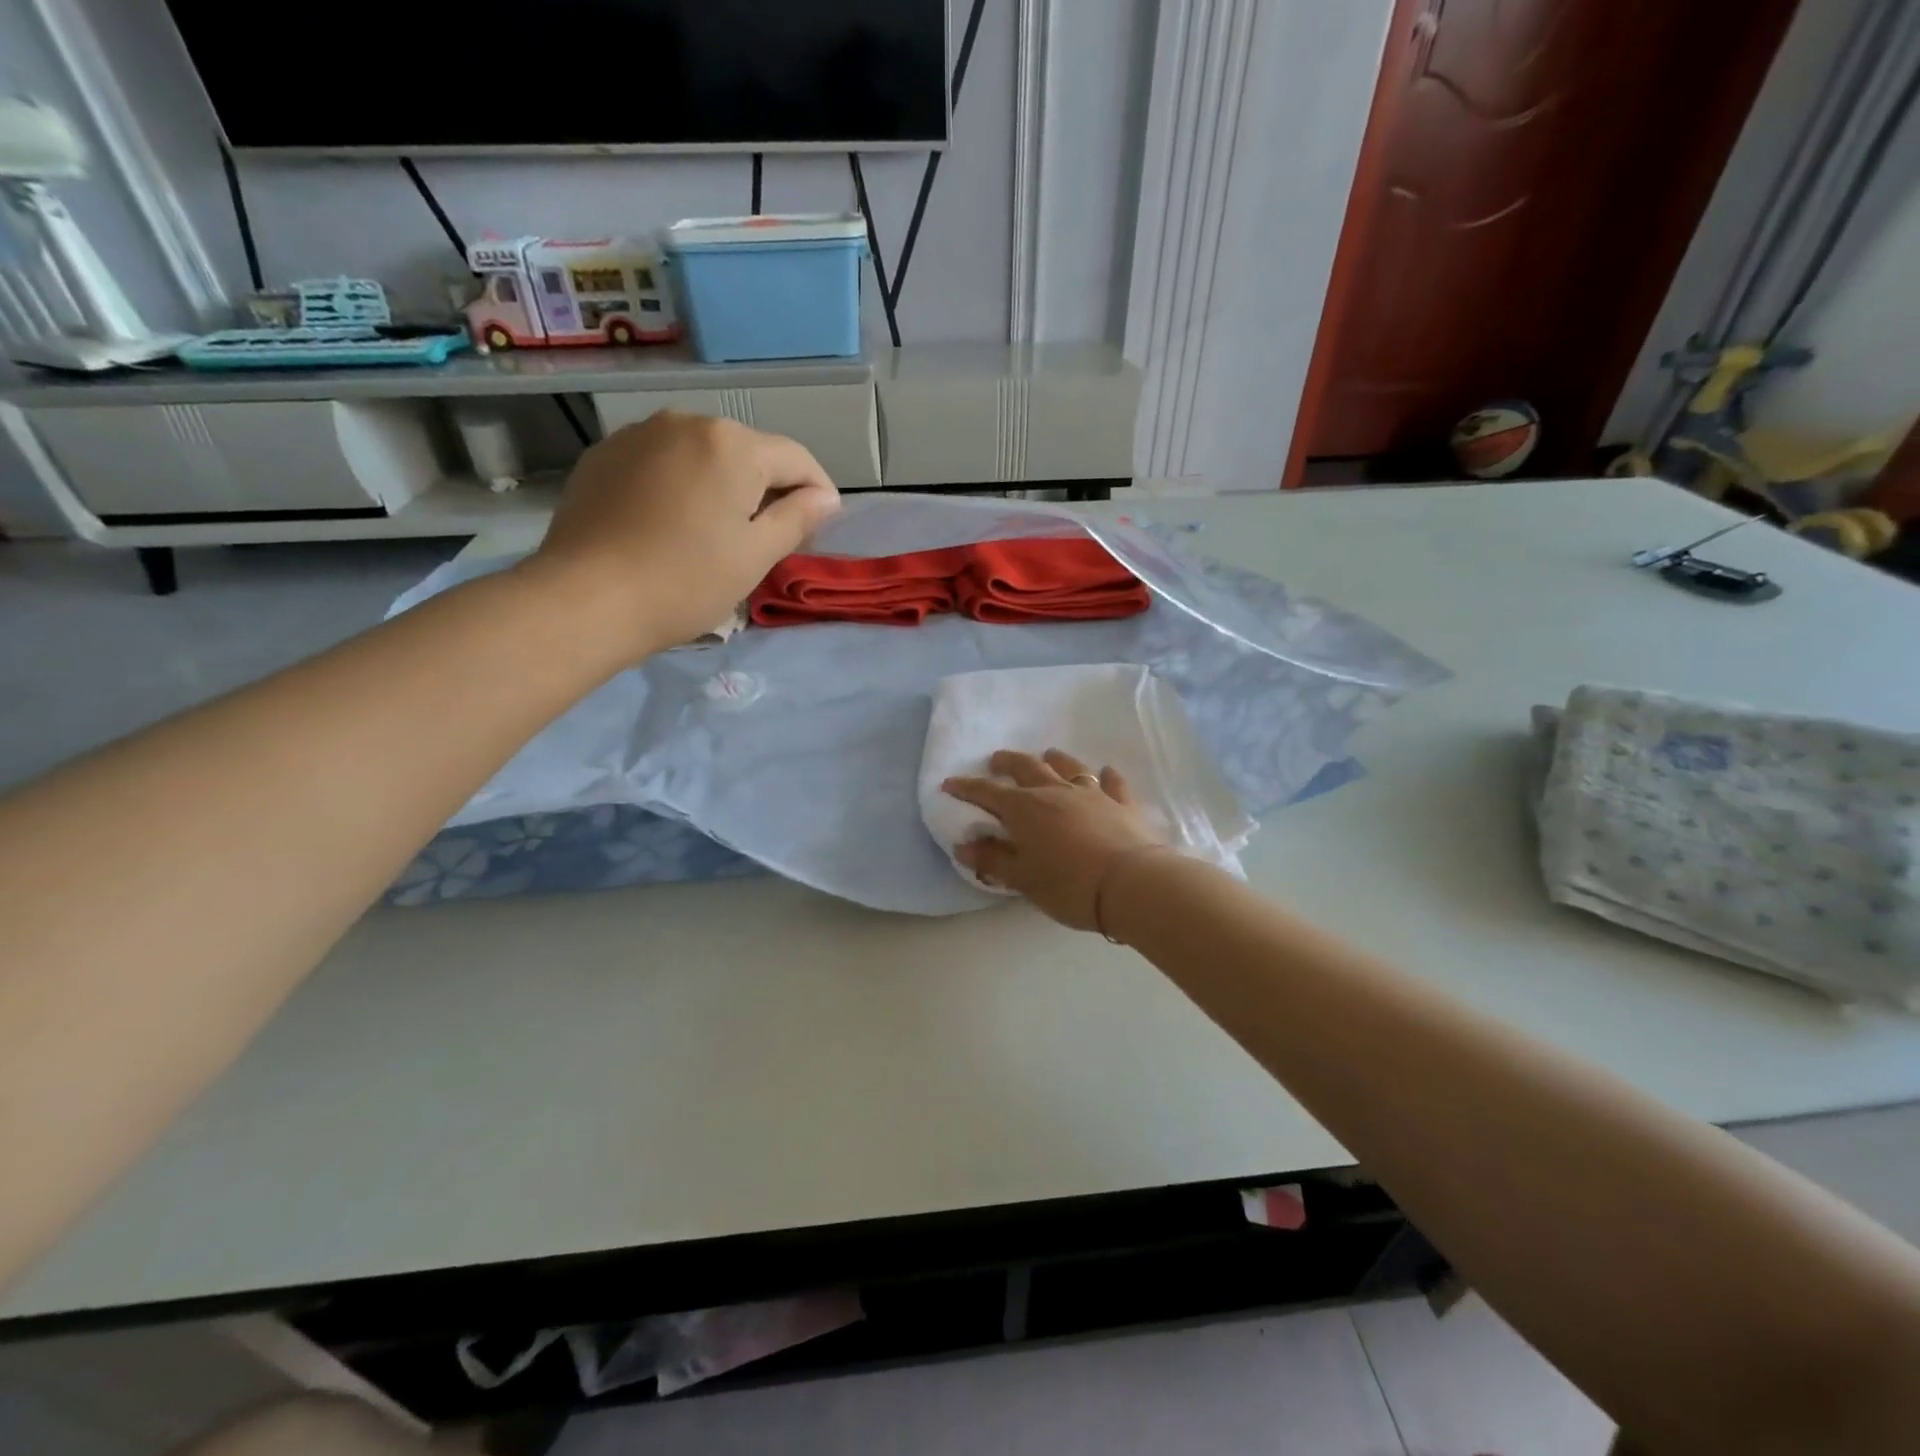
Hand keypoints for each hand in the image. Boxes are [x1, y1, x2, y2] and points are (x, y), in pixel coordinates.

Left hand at [522, 411, 840, 658]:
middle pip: (747, 452)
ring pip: (702, 455)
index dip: (818, 492)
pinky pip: (662, 463)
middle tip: (771, 537)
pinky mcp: (604, 456)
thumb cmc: (686, 581)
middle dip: (768, 488)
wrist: (586, 598)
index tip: (821, 527)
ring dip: (722, 485)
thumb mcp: (755, 555)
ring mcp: (639, 435)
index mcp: (732, 444)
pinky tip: (672, 524)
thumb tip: (825, 498)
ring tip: (718, 530)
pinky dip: (680, 485)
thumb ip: (797, 519)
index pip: (796, 459)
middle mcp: (686, 422)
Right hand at [943, 748, 1168, 930]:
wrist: (1132, 884)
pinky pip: (1112, 783)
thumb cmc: (1069, 885)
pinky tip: (1105, 773)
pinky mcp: (1122, 804)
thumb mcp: (1023, 879)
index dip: (967, 788)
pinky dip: (1106, 777)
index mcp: (1026, 809)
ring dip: (1054, 760)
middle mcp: (1055, 792)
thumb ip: (993, 860)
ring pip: (1069, 767)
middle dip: (1007, 762)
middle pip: (1027, 768)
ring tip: (1047, 756)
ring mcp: (1092, 794)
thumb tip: (963, 845)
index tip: (949, 783)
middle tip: (996, 761)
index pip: (988, 793)